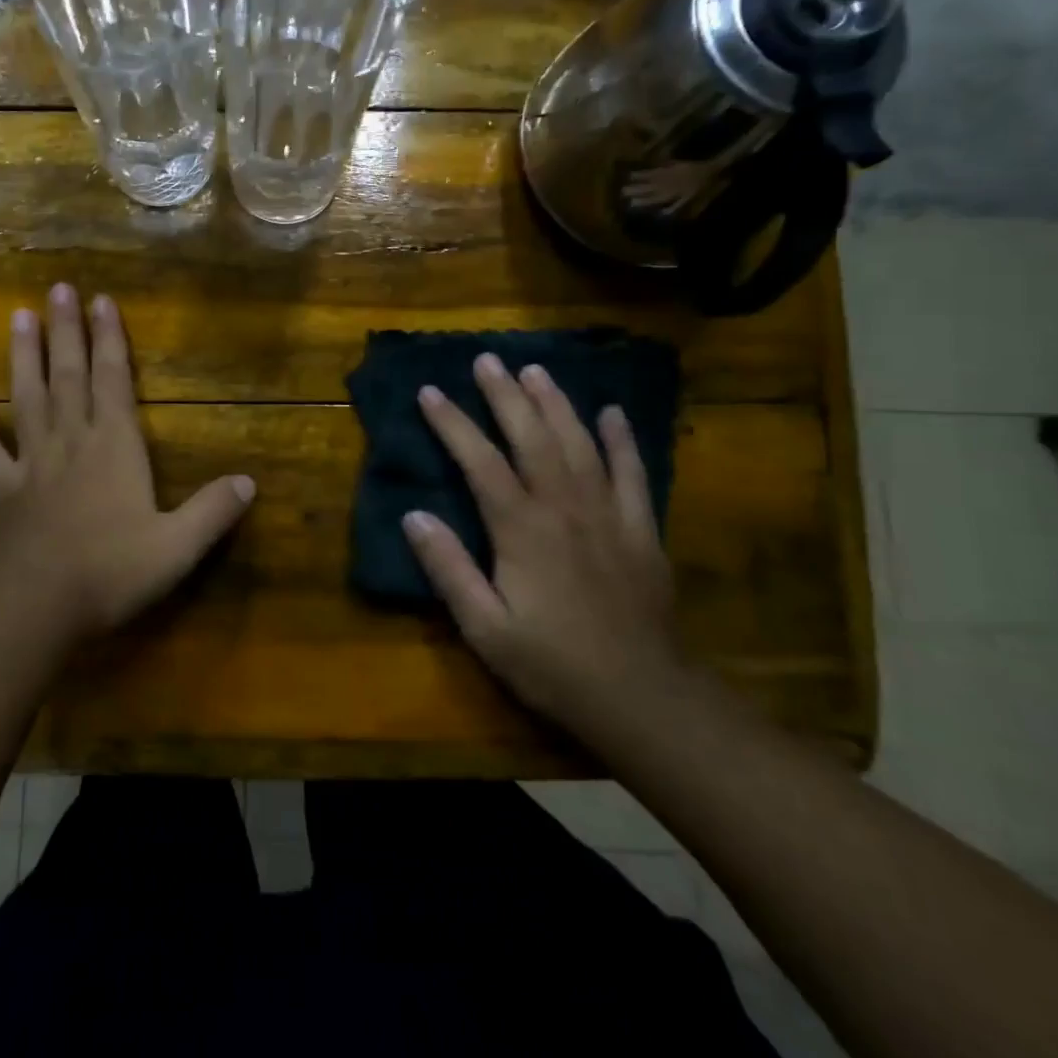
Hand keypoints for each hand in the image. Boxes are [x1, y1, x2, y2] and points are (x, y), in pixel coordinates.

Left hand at [0, 284, 255, 642]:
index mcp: (114, 447)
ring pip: (27, 396)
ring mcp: (30, 461)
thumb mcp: (177, 547)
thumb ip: (212, 511)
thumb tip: (249, 482)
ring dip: (23, 355)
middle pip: (68, 375)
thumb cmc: (110, 571)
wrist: (36, 605)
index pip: (113, 381)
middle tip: (58, 289)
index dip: (110, 340)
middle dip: (66, 331)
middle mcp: (71, 441)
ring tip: (19, 316)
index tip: (102, 301)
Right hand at [402, 353, 683, 729]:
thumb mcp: (485, 628)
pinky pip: (633, 473)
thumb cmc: (553, 665)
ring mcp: (608, 514)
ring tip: (536, 370)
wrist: (643, 699)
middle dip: (505, 395)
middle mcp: (565, 507)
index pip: (480, 461)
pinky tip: (613, 413)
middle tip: (486, 359)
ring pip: (580, 443)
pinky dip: (622, 440)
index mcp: (522, 529)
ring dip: (556, 403)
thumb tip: (414, 515)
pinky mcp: (642, 530)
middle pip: (532, 437)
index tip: (430, 391)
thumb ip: (449, 569)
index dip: (453, 423)